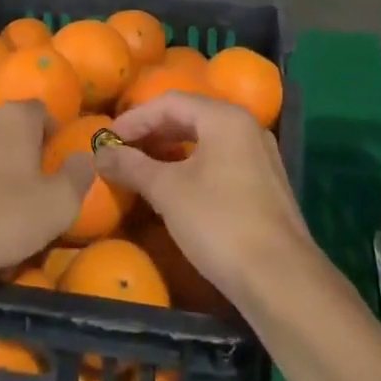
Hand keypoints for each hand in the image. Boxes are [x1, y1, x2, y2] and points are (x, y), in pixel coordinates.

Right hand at [95, 92, 314, 306]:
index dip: (134, 119)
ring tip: (140, 168)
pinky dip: (191, 165)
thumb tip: (101, 153)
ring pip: (206, 139)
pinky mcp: (264, 183)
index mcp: (225, 118)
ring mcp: (259, 155)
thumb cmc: (218, 222)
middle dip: (152, 132)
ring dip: (170, 149)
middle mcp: (246, 127)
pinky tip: (173, 187)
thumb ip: (132, 166)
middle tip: (120, 152)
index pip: (170, 102)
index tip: (106, 141)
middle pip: (190, 116)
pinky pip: (220, 160)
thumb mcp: (168, 191)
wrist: (279, 278)